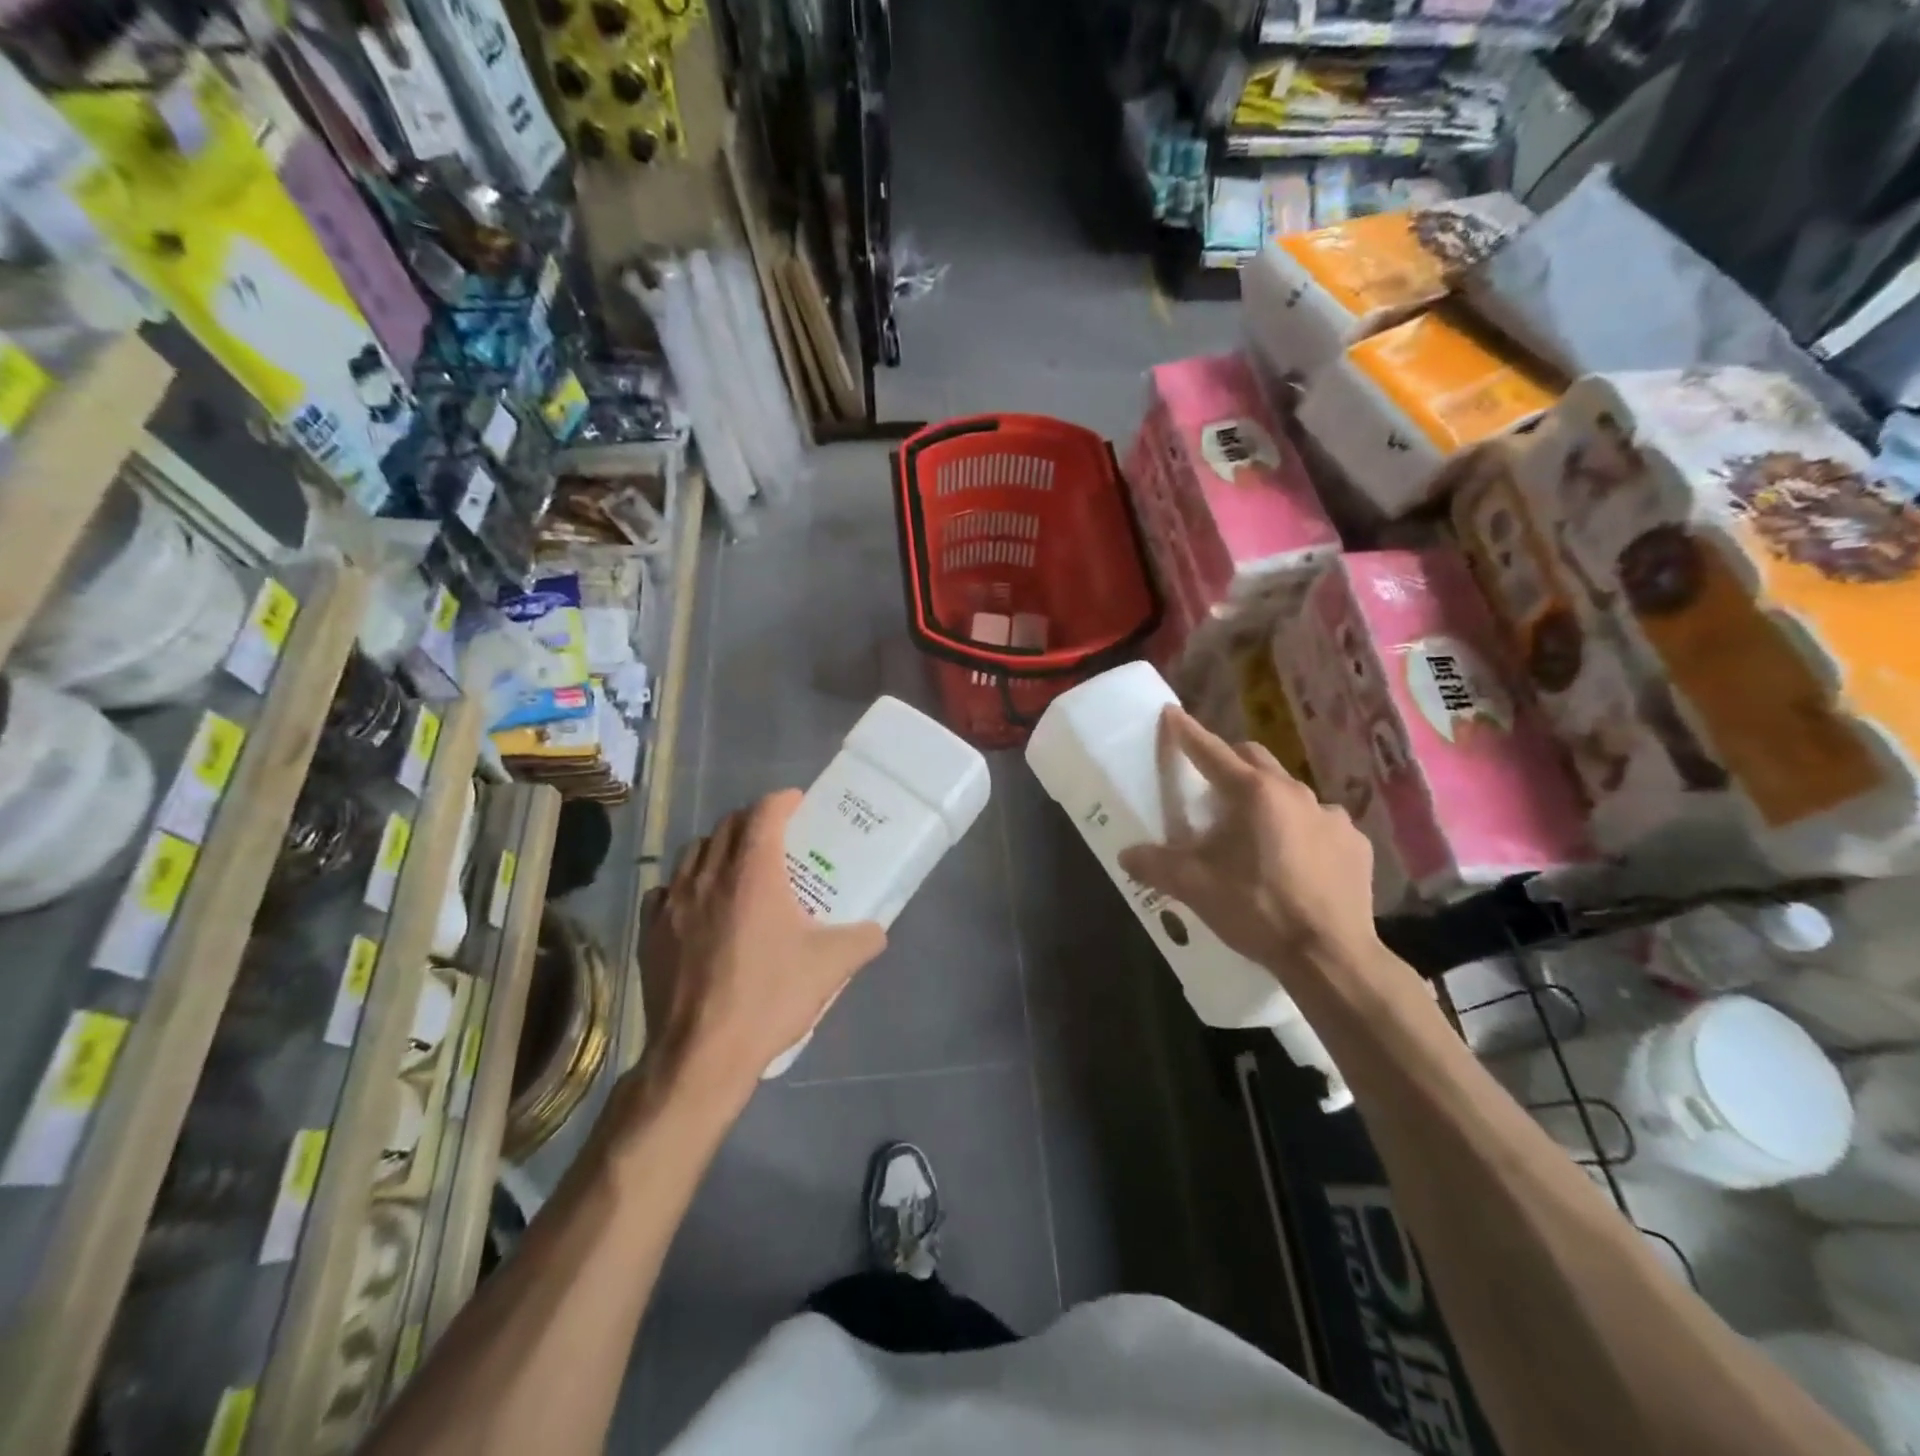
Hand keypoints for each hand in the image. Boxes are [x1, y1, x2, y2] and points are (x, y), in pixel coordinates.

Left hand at [638, 790, 885, 1102]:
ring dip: (718, 848)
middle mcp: (709, 876)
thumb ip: (862, 939)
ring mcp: (673, 902)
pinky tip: (697, 906)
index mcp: (753, 874)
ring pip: (694, 852)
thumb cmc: (769, 999)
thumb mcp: (831, 967)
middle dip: (753, 821)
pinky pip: (666, 889)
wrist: (701, 1054)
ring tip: (737, 868)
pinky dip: (685, 885)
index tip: (798, 804)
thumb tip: (878, 929)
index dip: (783, 801)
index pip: (764, 813)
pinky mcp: (651, 930)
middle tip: (776, 838)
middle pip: (728, 826)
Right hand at [1118, 708, 1378, 975]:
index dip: (1187, 733)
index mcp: (1253, 794)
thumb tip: (1126, 855)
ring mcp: (1332, 817)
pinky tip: (1296, 861)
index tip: (1171, 714)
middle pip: (1255, 759)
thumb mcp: (1195, 888)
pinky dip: (1303, 830)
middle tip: (1213, 789)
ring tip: (1256, 834)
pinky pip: (1322, 823)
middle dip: (1231, 763)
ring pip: (1290, 792)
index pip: (1211, 752)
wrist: (1330, 956)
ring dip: (1268, 800)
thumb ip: (1156, 865)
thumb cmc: (1257, 910)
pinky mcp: (1356, 844)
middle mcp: (1295, 792)